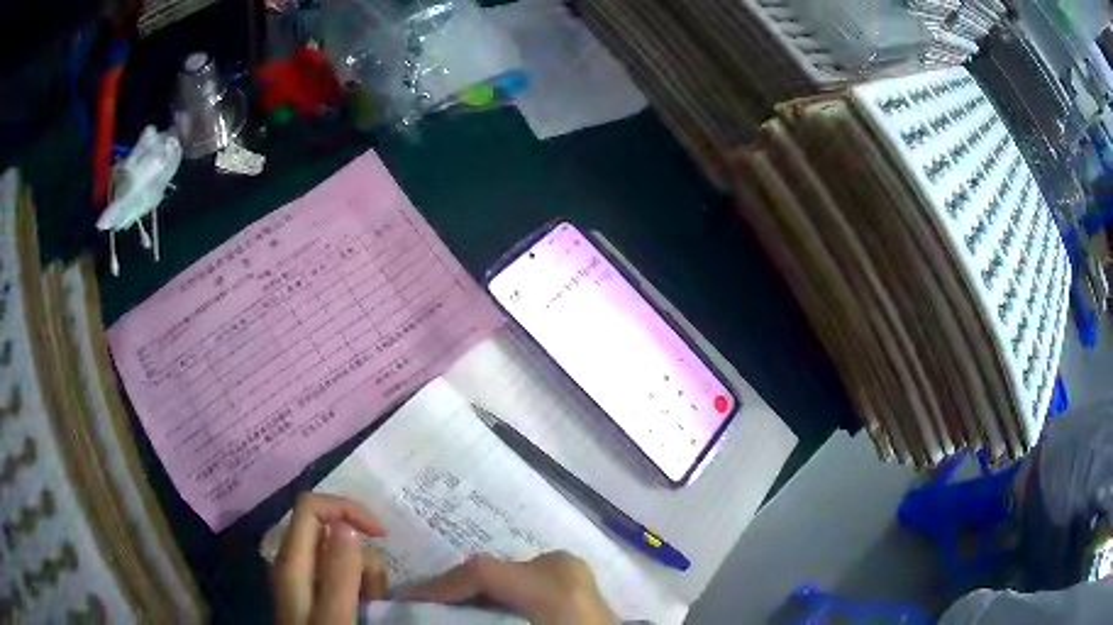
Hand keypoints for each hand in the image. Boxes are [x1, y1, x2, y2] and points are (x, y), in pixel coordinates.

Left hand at [271, 493, 389, 624]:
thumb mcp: (334, 616)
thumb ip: (338, 573)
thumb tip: (347, 525)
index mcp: (292, 561)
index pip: (310, 507)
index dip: (346, 509)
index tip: (382, 535)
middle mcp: (294, 562)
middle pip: (328, 529)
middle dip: (360, 551)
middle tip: (375, 587)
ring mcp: (304, 579)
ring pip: (338, 554)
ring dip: (363, 573)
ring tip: (371, 604)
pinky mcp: (314, 593)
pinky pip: (340, 575)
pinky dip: (358, 585)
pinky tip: (364, 608)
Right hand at [402, 551, 615, 624]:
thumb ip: (478, 619)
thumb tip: (430, 616)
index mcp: (554, 583)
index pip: (483, 572)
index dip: (439, 586)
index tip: (408, 601)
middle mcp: (564, 566)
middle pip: (492, 570)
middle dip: (455, 589)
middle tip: (424, 605)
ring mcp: (574, 571)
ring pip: (508, 574)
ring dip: (478, 592)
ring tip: (450, 608)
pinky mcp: (577, 581)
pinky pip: (527, 580)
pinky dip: (502, 593)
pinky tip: (487, 610)